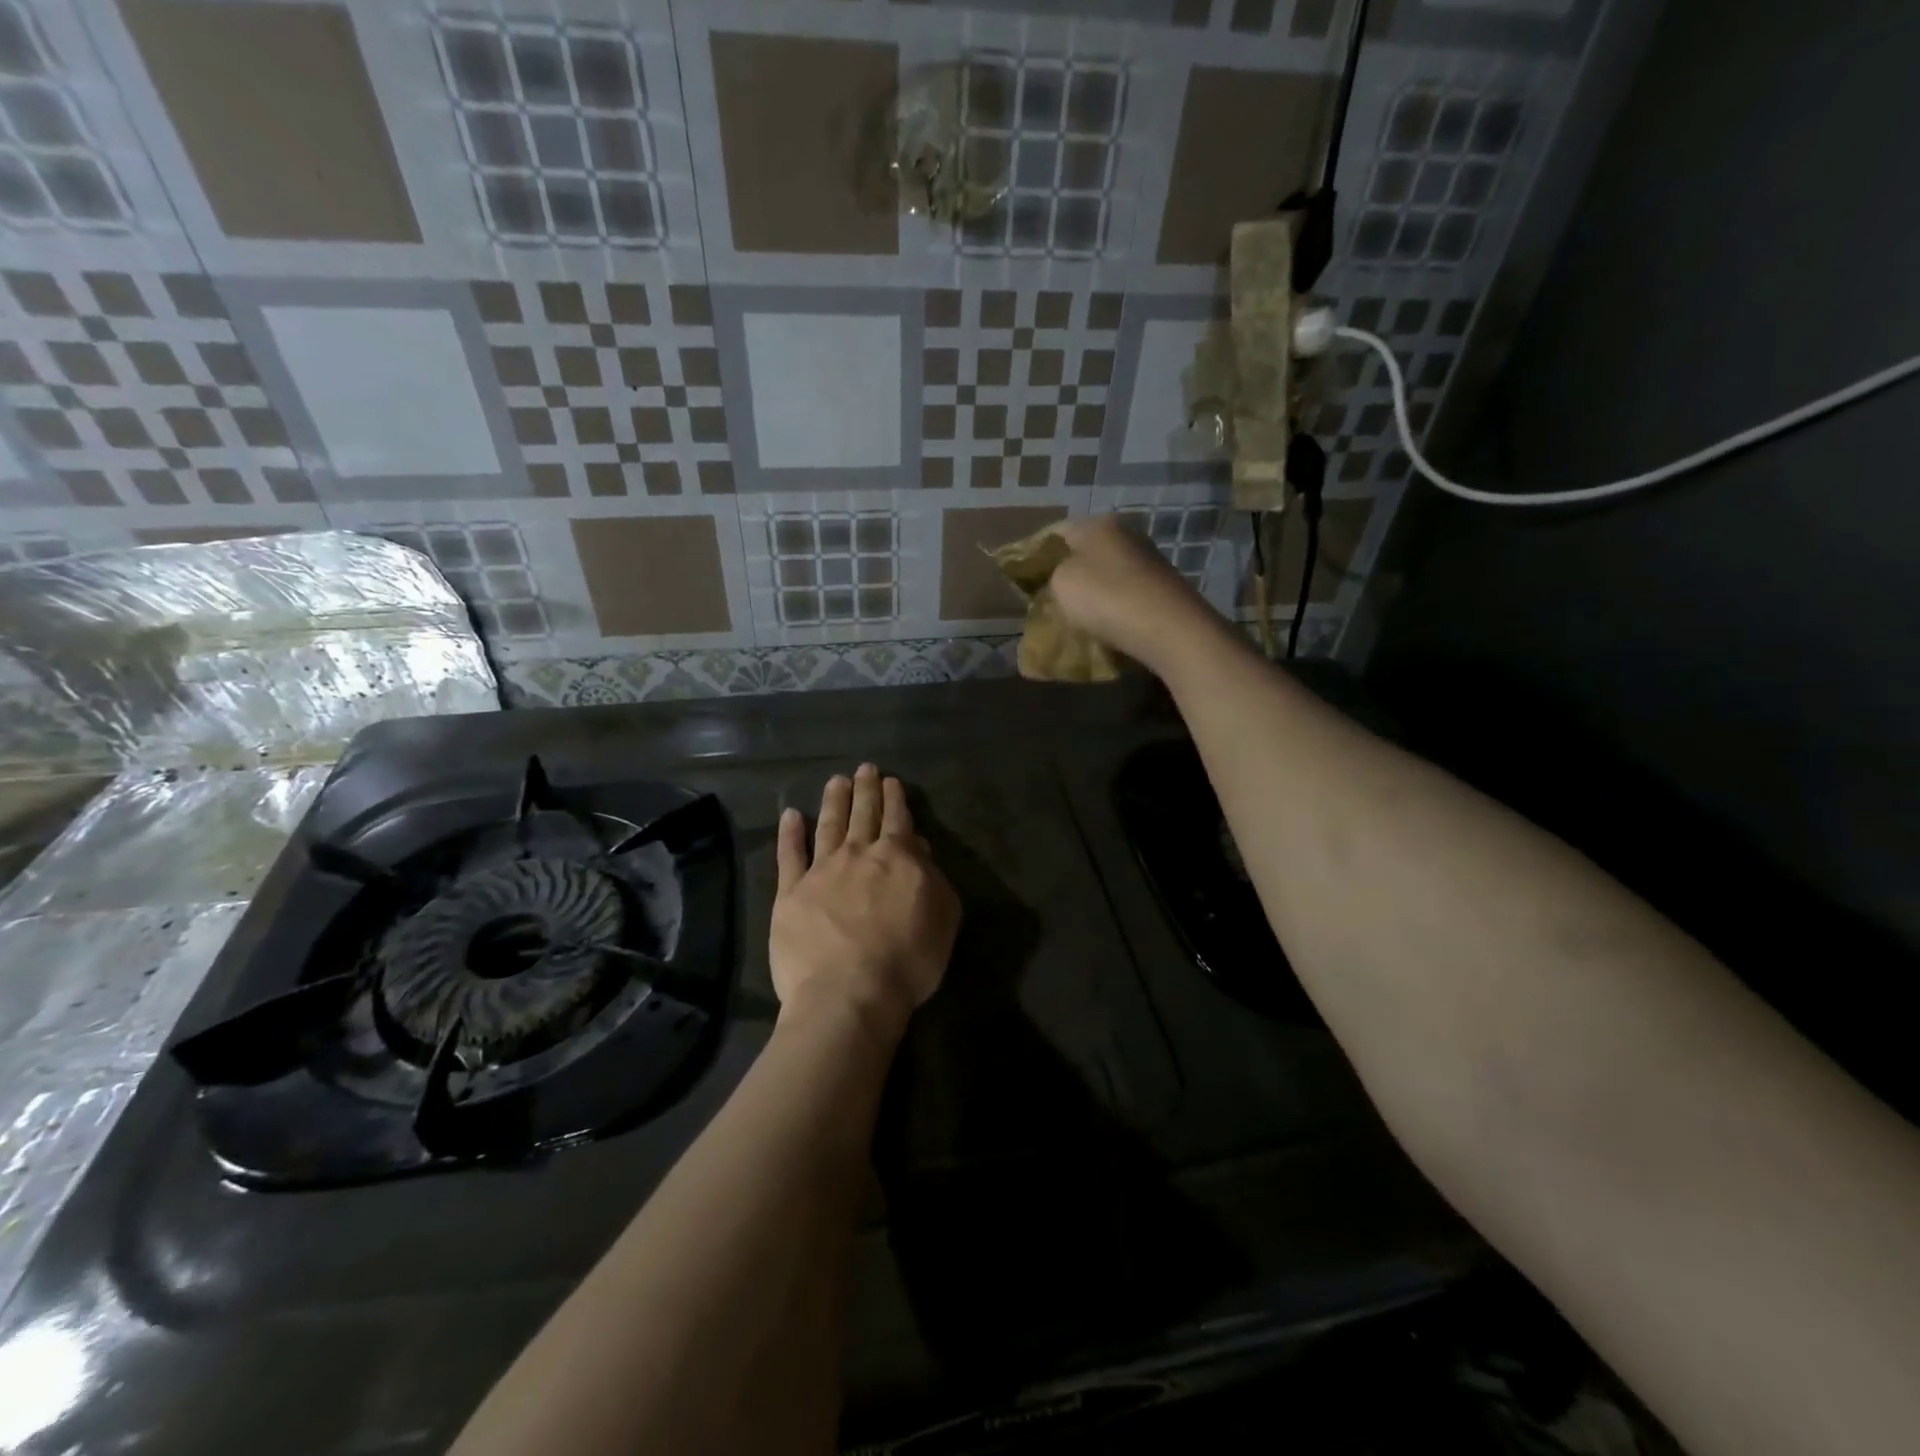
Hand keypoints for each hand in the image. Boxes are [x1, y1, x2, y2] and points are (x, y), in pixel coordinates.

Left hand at [770, 764, 960, 1045]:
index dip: (895, 799)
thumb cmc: (907, 961)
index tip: (891, 781)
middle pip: (863, 814)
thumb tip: (919, 848)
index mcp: (898, 858)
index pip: (898, 819)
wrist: (849, 993)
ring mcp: (821, 871)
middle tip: (865, 769)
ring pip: (829, 825)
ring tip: (836, 780)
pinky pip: (789, 855)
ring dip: (834, 801)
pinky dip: (790, 833)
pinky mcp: (790, 893)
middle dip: (866, 789)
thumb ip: (934, 879)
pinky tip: (791, 815)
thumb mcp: (943, 918)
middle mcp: (858, 854)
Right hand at [1047, 515, 1225, 675]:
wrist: (1170, 629)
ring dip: (1091, 593)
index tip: (1025, 581)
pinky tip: (1106, 624)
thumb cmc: (1106, 598)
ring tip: (1076, 618)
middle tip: (1049, 601)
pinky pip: (1126, 593)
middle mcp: (1126, 534)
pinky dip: (1113, 606)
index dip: (1037, 556)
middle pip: (1085, 552)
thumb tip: (1060, 576)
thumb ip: (1052, 574)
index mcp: (1098, 524)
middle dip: (1067, 575)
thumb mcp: (1061, 583)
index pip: (1056, 533)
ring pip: (1107, 573)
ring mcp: (1149, 559)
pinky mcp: (1163, 586)